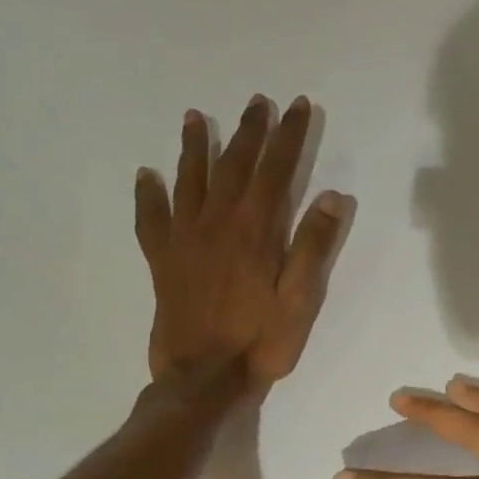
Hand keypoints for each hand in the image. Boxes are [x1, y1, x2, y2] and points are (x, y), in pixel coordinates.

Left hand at [134, 98, 352, 390]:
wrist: (202, 377)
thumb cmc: (260, 341)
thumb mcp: (300, 299)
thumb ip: (313, 246)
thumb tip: (332, 197)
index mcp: (255, 231)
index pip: (275, 171)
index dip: (289, 137)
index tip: (298, 107)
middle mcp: (216, 224)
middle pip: (233, 166)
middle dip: (248, 131)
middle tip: (258, 102)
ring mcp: (184, 240)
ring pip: (188, 181)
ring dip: (195, 147)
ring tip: (196, 118)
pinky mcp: (162, 260)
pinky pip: (151, 218)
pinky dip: (148, 194)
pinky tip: (146, 176)